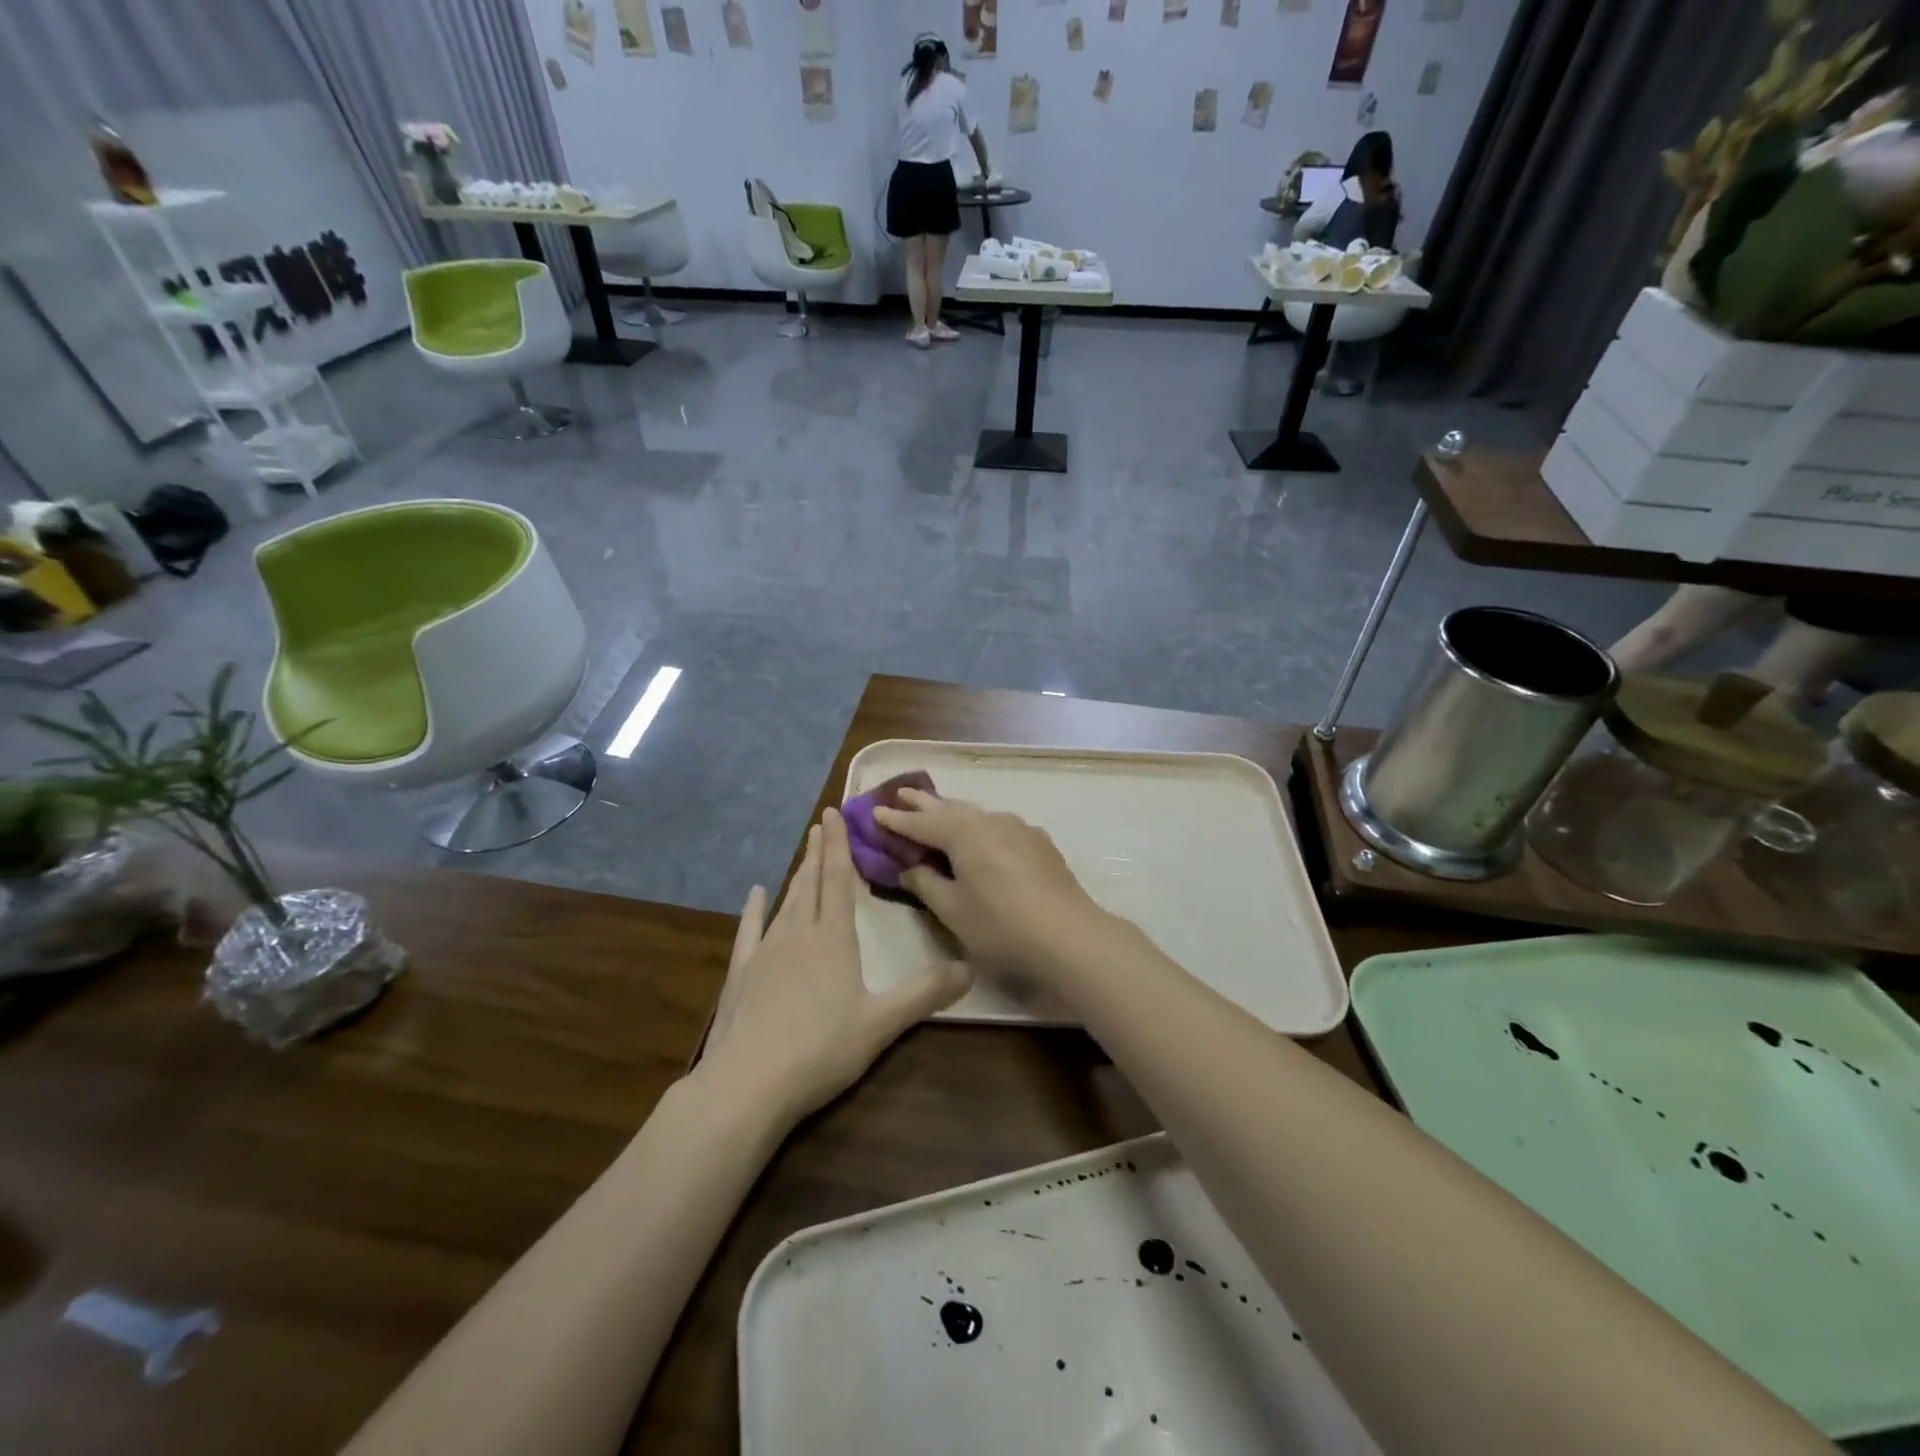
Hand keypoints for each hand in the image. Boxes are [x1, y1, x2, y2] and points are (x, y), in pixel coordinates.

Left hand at [701, 808, 969, 1126]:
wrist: (746, 1084)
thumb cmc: (819, 1050)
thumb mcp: (881, 1024)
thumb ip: (925, 994)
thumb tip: (970, 967)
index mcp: (833, 939)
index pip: (839, 880)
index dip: (839, 845)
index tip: (833, 813)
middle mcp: (798, 934)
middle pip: (811, 883)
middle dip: (819, 852)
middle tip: (821, 823)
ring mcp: (765, 952)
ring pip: (785, 902)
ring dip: (797, 875)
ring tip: (804, 854)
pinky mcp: (740, 974)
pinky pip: (749, 931)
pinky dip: (753, 910)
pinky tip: (754, 895)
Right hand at [873, 790, 1118, 977]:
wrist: (1069, 935)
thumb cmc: (1001, 926)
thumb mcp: (952, 910)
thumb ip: (926, 884)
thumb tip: (908, 867)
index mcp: (963, 834)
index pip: (920, 824)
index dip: (896, 821)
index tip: (874, 813)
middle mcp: (989, 821)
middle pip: (949, 809)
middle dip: (923, 803)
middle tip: (901, 793)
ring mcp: (1018, 828)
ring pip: (976, 814)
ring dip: (953, 811)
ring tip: (937, 808)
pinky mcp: (1039, 842)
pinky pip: (999, 825)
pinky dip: (980, 825)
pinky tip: (983, 833)